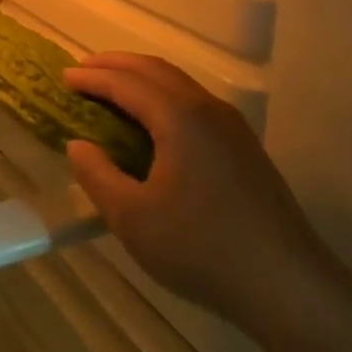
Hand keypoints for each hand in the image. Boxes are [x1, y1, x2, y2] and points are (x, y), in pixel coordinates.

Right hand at [64, 53, 333, 335]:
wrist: (288, 285)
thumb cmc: (202, 250)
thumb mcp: (133, 219)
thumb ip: (98, 175)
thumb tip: (78, 145)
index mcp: (180, 118)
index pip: (127, 83)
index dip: (93, 77)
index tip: (64, 76)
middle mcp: (208, 110)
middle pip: (156, 70)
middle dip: (116, 65)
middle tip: (84, 71)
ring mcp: (232, 127)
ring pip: (179, 84)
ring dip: (142, 79)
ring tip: (113, 90)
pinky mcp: (244, 148)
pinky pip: (194, 103)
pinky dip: (163, 98)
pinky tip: (153, 124)